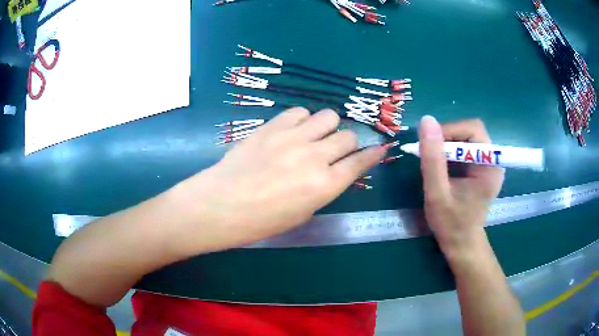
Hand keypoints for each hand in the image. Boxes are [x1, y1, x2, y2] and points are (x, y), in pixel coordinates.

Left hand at [173, 108, 386, 252]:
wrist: (222, 203)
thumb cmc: (262, 220)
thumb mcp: (302, 213)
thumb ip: (322, 189)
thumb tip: (331, 172)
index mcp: (325, 185)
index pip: (360, 162)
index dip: (373, 154)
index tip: (379, 147)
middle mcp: (316, 156)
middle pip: (347, 136)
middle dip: (346, 143)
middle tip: (333, 150)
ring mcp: (294, 137)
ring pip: (328, 116)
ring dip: (326, 127)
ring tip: (312, 137)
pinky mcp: (274, 126)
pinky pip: (300, 112)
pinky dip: (302, 120)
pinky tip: (292, 131)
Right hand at [418, 116, 503, 256]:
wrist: (461, 243)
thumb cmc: (451, 223)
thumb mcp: (437, 193)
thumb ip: (432, 158)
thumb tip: (426, 120)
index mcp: (489, 165)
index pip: (473, 129)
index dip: (450, 130)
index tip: (429, 144)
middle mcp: (493, 160)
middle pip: (471, 131)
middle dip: (448, 136)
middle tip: (430, 153)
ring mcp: (488, 163)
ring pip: (466, 138)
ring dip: (447, 144)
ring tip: (433, 161)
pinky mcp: (481, 168)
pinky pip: (465, 148)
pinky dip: (450, 152)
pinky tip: (441, 166)